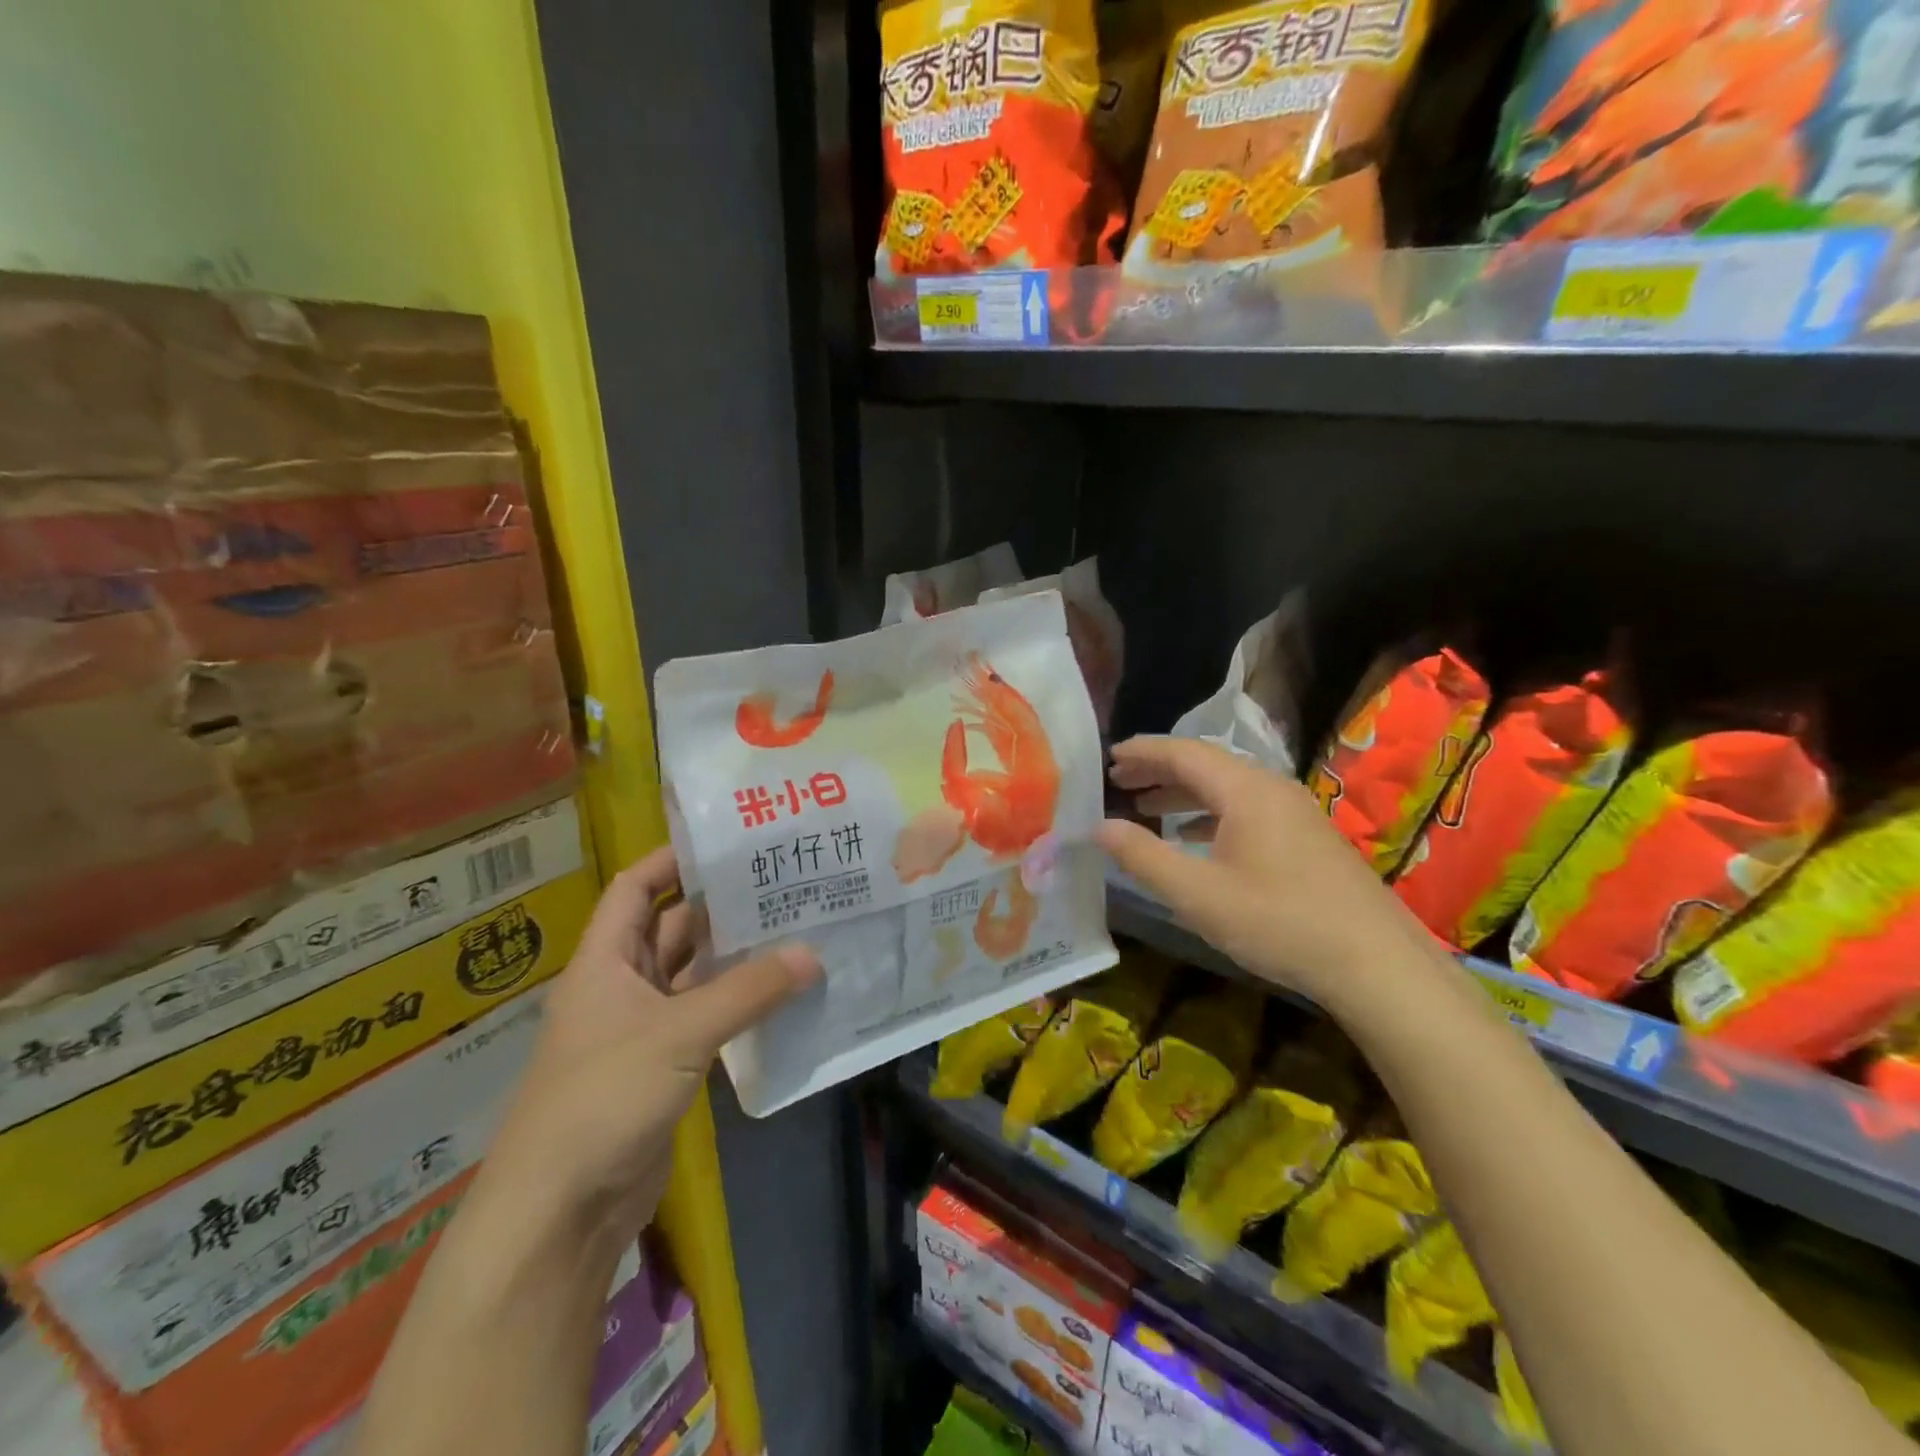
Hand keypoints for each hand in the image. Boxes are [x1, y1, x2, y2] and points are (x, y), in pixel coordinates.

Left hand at [486, 847, 819, 1237]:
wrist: (561, 1211)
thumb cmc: (603, 1098)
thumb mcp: (679, 1033)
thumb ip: (748, 992)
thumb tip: (812, 954)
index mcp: (605, 961)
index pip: (635, 888)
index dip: (672, 860)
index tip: (727, 843)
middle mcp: (622, 986)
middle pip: (672, 928)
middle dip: (720, 906)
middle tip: (781, 882)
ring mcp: (643, 1028)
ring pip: (694, 975)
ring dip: (735, 957)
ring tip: (794, 925)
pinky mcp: (664, 1066)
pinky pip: (706, 1018)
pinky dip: (739, 1003)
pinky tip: (783, 990)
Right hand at [1097, 736, 1430, 1013]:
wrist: (1376, 963)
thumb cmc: (1279, 922)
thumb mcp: (1197, 895)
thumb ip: (1143, 857)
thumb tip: (1100, 827)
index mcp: (1245, 790)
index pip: (1183, 752)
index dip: (1142, 751)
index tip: (1107, 757)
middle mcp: (1271, 789)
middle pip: (1205, 765)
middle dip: (1158, 770)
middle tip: (1118, 781)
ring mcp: (1293, 812)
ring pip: (1226, 789)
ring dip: (1183, 794)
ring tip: (1145, 809)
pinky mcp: (1305, 837)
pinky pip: (1245, 809)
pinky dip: (1209, 815)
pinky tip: (1193, 840)